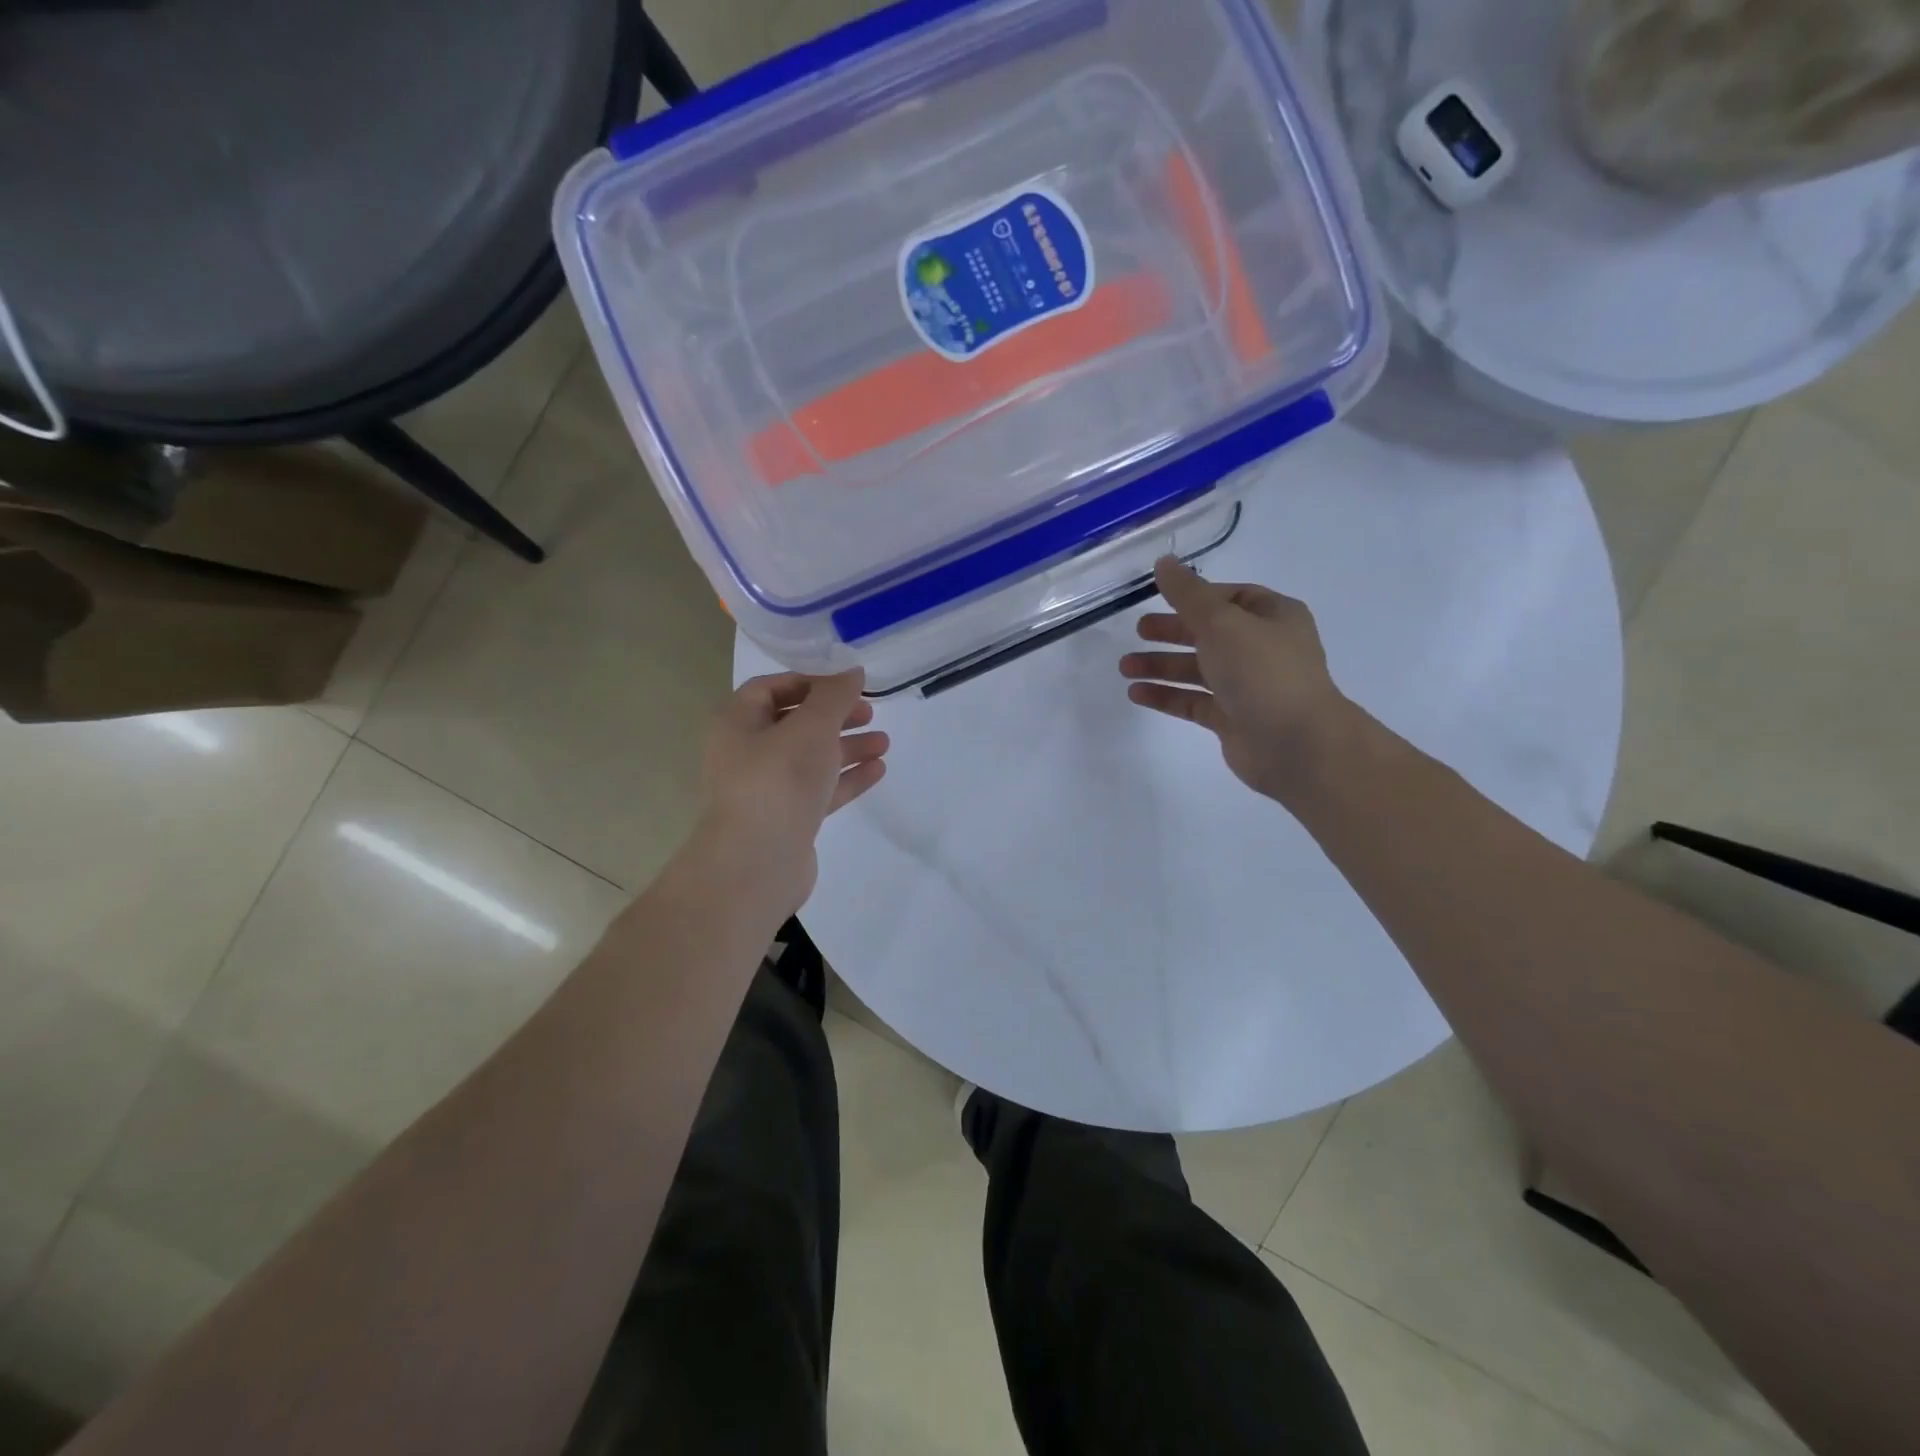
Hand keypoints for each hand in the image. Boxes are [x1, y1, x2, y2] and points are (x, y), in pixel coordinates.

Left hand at [694, 670, 888, 915]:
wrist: (757, 863)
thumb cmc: (779, 780)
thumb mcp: (812, 727)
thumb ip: (835, 695)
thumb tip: (852, 670)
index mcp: (738, 723)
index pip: (770, 687)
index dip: (809, 681)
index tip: (846, 683)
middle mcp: (747, 752)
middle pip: (795, 723)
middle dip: (834, 715)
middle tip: (869, 712)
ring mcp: (767, 789)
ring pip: (811, 758)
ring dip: (847, 747)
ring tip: (884, 742)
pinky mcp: (787, 820)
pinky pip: (819, 789)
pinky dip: (846, 778)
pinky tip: (877, 770)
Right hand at [1120, 557, 1353, 803]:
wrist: (1295, 744)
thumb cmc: (1262, 671)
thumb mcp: (1222, 622)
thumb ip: (1188, 594)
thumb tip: (1163, 563)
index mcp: (1274, 617)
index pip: (1231, 597)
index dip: (1195, 596)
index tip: (1160, 599)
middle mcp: (1263, 649)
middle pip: (1209, 633)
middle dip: (1172, 632)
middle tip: (1138, 632)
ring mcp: (1248, 686)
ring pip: (1197, 670)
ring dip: (1161, 666)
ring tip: (1125, 668)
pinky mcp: (1232, 719)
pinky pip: (1193, 701)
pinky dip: (1166, 696)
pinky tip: (1136, 693)